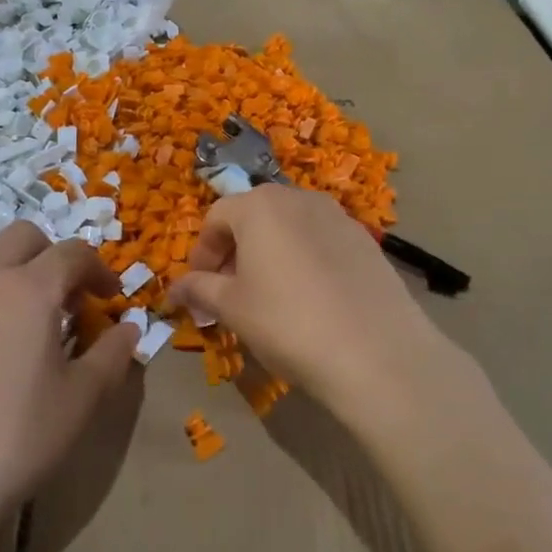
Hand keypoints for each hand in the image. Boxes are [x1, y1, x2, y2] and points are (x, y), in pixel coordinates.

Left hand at [0, 223, 139, 551]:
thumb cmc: (20, 437)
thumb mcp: (82, 399)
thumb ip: (113, 354)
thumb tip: (129, 328)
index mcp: (28, 291)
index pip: (72, 252)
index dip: (98, 268)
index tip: (110, 297)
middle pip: (22, 238)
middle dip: (52, 256)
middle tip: (68, 301)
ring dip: (15, 284)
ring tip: (27, 336)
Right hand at [167, 185, 481, 434]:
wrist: (376, 352)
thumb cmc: (287, 322)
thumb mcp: (232, 308)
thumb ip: (199, 290)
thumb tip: (174, 288)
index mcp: (259, 206)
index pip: (216, 218)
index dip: (201, 253)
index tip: (199, 288)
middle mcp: (299, 198)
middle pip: (253, 216)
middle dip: (235, 251)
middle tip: (230, 292)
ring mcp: (338, 217)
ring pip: (289, 228)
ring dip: (270, 254)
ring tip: (270, 296)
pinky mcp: (366, 241)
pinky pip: (321, 242)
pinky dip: (304, 261)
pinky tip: (310, 300)